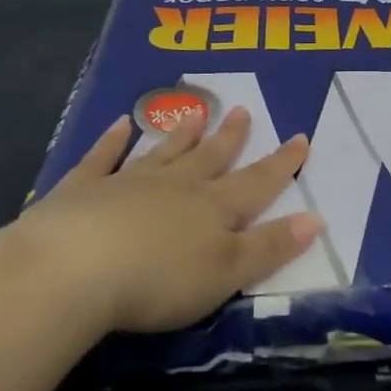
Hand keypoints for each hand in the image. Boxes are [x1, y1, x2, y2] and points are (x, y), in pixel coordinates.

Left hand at [10, 106, 322, 333]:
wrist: (74, 269)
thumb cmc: (159, 279)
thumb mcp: (227, 272)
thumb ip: (271, 247)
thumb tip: (316, 218)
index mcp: (212, 208)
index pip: (257, 183)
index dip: (282, 164)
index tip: (300, 138)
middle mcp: (175, 187)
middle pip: (210, 158)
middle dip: (230, 138)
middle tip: (243, 111)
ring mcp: (127, 183)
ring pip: (162, 152)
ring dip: (181, 135)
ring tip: (195, 114)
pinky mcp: (83, 191)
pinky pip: (102, 159)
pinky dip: (111, 142)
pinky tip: (118, 125)